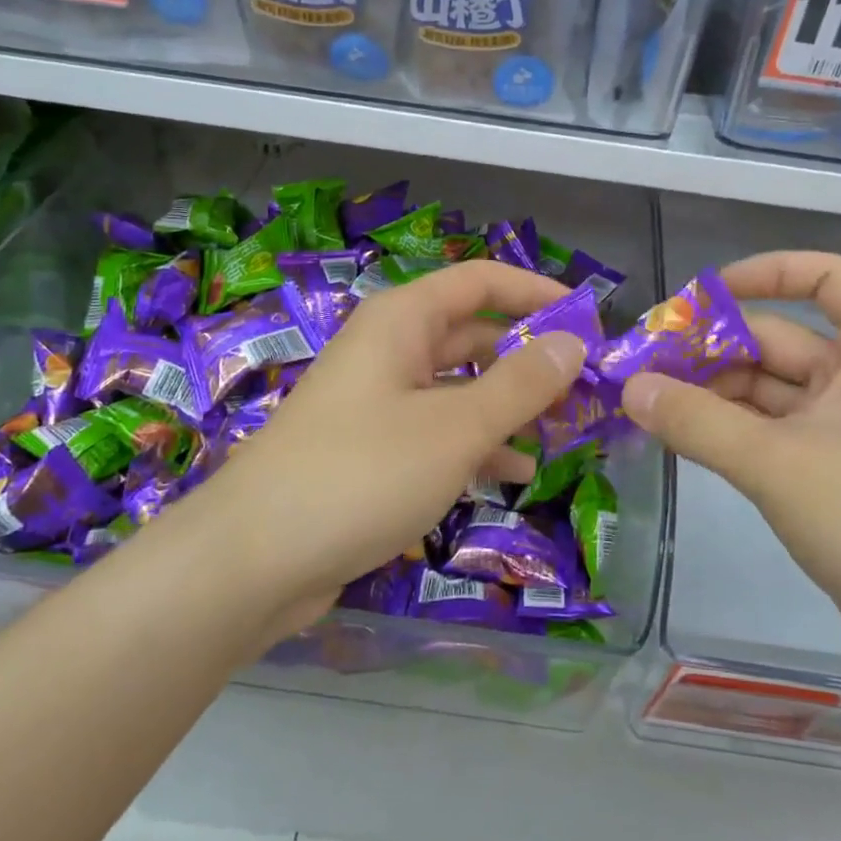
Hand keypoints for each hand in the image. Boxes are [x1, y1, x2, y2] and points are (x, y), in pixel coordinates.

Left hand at [207, 260, 586, 612]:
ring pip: (459, 386)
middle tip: (585, 386)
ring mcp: (378, 400)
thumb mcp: (456, 426)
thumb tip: (573, 344)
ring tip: (563, 430)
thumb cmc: (362, 472)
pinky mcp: (372, 449)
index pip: (481, 280)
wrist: (252, 560)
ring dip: (509, 403)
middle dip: (529, 356)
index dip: (536, 293)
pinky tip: (515, 472)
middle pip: (473, 333)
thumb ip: (521, 384)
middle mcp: (390, 349)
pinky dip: (477, 443)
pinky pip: (437, 430)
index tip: (588, 319)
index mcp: (403, 320)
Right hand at [623, 251, 840, 683]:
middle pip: (776, 338)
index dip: (764, 272)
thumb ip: (696, 422)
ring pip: (766, 389)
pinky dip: (726, 430)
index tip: (702, 297)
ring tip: (647, 404)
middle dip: (710, 348)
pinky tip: (679, 437)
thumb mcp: (775, 464)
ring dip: (711, 394)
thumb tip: (630, 388)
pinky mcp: (829, 470)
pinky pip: (768, 431)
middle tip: (641, 364)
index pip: (824, 276)